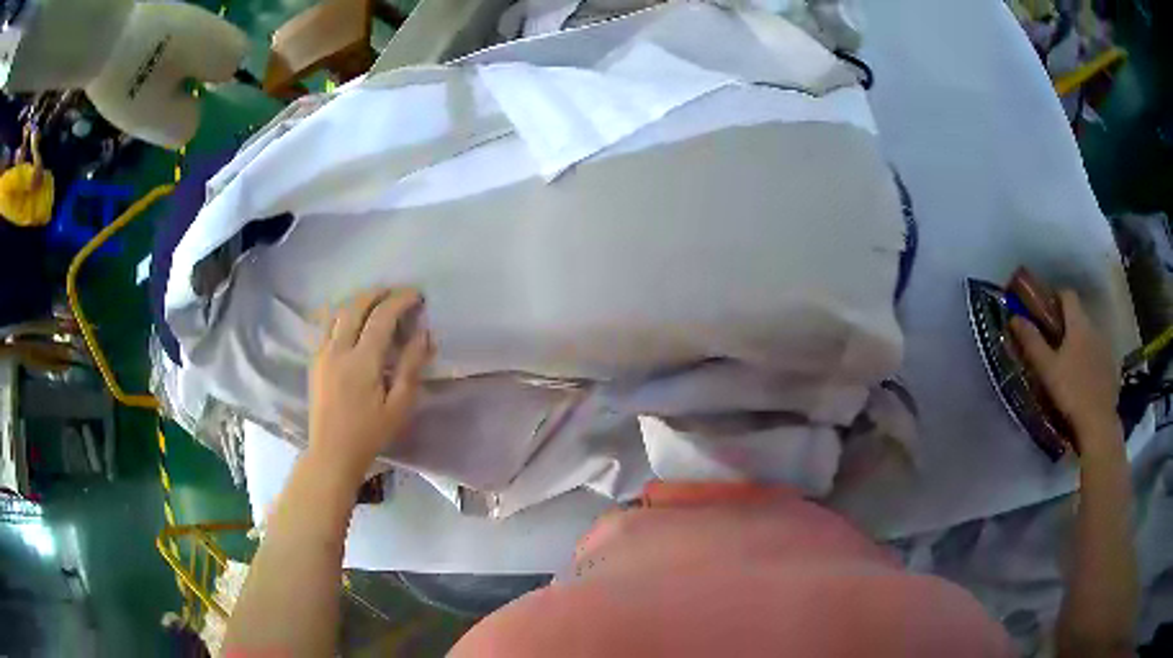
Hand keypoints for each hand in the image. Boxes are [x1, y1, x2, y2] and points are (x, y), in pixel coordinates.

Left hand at [309, 288, 432, 482]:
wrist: (332, 452)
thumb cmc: (370, 433)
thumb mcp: (399, 406)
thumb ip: (412, 366)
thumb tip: (424, 334)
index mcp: (362, 362)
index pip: (382, 317)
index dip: (400, 300)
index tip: (417, 295)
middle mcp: (338, 350)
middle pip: (356, 306)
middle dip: (378, 293)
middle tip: (397, 292)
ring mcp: (322, 353)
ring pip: (338, 312)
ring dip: (358, 300)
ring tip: (376, 301)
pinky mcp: (315, 360)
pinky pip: (326, 325)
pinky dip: (341, 313)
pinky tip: (351, 319)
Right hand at [1010, 290, 1121, 456]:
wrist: (1098, 424)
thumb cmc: (1071, 392)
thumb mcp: (1046, 369)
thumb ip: (1032, 342)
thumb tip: (1014, 317)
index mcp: (1078, 323)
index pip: (1067, 295)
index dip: (1056, 298)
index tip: (1045, 312)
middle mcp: (1095, 328)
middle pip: (1080, 316)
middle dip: (1067, 324)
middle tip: (1054, 344)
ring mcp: (1106, 348)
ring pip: (1090, 336)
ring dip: (1080, 343)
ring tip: (1069, 365)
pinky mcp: (1112, 368)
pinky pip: (1099, 355)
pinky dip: (1091, 360)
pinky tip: (1084, 380)